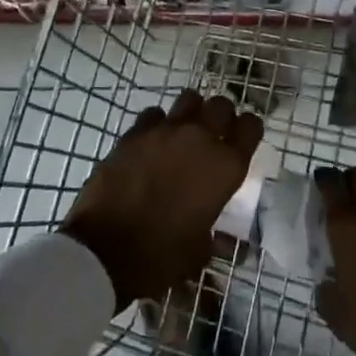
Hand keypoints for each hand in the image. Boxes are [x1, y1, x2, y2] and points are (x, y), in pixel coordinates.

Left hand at [60, 90, 262, 313]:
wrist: (104, 250)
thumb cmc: (160, 256)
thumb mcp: (198, 252)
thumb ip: (214, 236)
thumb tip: (224, 243)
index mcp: (225, 167)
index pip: (251, 127)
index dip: (248, 130)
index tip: (242, 140)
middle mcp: (201, 139)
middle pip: (222, 105)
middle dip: (221, 116)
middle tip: (214, 134)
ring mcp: (166, 131)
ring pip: (190, 98)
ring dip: (192, 112)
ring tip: (184, 131)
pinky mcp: (135, 132)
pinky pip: (154, 114)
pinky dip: (157, 124)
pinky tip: (152, 141)